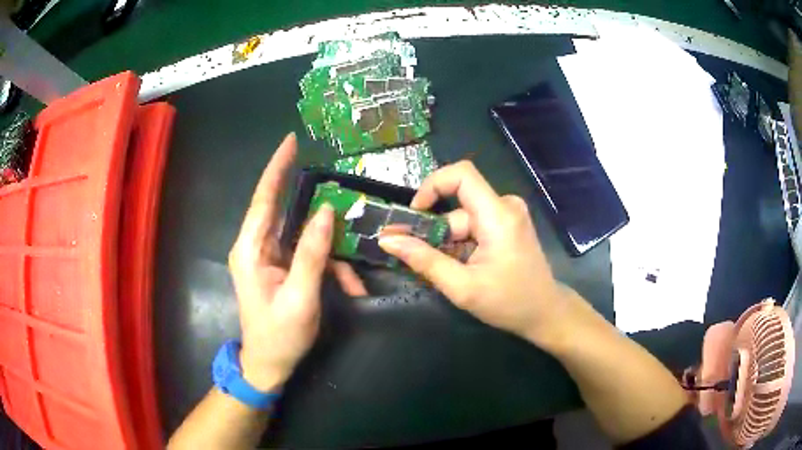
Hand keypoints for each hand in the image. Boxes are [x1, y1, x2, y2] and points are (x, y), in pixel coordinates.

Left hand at [228, 133, 366, 391]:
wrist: (268, 365)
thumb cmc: (280, 335)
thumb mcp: (300, 297)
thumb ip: (312, 253)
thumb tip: (326, 212)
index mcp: (250, 250)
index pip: (263, 200)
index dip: (277, 169)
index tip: (290, 142)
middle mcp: (254, 247)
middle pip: (280, 209)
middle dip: (304, 195)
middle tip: (330, 178)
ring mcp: (267, 257)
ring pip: (300, 234)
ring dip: (330, 251)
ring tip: (351, 280)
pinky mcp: (278, 267)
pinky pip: (306, 253)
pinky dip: (329, 267)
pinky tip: (348, 289)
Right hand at [378, 161, 574, 348]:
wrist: (545, 313)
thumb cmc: (509, 303)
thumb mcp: (462, 287)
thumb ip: (424, 261)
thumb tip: (388, 240)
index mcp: (498, 215)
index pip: (461, 174)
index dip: (432, 185)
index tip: (414, 214)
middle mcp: (505, 206)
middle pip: (458, 206)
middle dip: (435, 231)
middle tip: (414, 257)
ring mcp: (508, 215)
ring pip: (464, 219)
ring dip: (447, 243)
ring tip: (442, 272)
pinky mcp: (508, 225)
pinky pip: (475, 226)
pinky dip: (461, 244)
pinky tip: (458, 268)